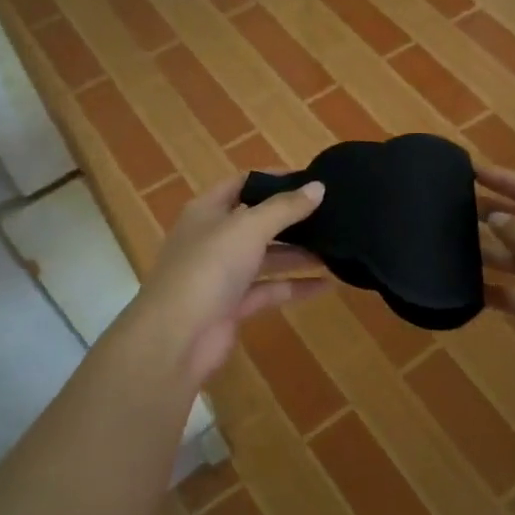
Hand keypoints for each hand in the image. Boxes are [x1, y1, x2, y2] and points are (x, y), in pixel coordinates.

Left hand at [129, 175, 330, 387]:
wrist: (177, 335)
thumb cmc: (209, 267)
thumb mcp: (248, 228)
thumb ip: (285, 208)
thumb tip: (318, 187)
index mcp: (208, 211)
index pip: (242, 184)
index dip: (274, 179)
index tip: (311, 180)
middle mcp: (213, 239)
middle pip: (257, 222)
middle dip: (291, 219)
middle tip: (331, 215)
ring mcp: (222, 275)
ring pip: (266, 258)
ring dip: (298, 254)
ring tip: (337, 247)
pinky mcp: (233, 306)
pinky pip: (269, 290)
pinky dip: (295, 287)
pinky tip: (327, 285)